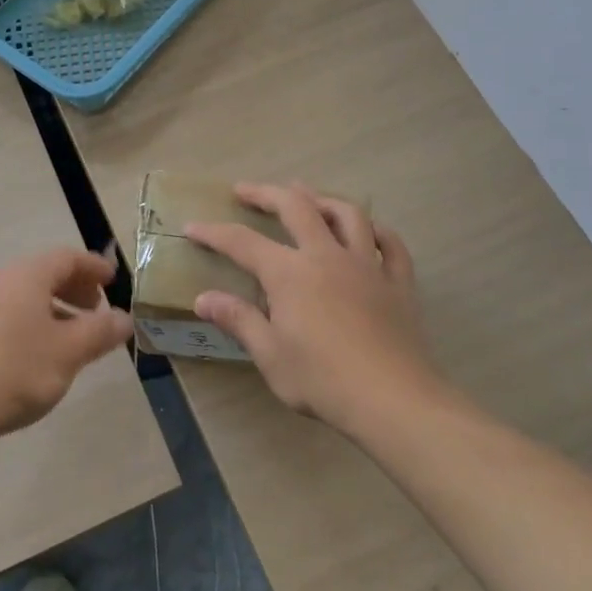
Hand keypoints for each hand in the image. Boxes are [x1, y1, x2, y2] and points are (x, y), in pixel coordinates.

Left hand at [0, 248, 133, 444]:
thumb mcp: (69, 352)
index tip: (112, 281)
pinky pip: (7, 312)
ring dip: (54, 308)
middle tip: (96, 311)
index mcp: (26, 275)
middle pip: (44, 273)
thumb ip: (100, 331)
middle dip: (75, 288)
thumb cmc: (16, 370)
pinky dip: (31, 321)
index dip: (93, 266)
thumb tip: (125, 318)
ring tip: (71, 337)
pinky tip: (37, 353)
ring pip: (25, 295)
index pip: (66, 257)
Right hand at [186, 182, 440, 433]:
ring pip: (347, 214)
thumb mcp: (270, 355)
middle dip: (266, 193)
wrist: (393, 401)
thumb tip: (203, 298)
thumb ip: (238, 320)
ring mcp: (367, 265)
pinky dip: (378, 232)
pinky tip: (370, 232)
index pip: (242, 242)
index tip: (193, 226)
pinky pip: (392, 245)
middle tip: (245, 190)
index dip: (214, 232)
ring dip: (323, 200)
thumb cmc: (323, 380)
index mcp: (289, 273)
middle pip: (295, 207)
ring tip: (308, 198)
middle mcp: (326, 256)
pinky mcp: (398, 283)